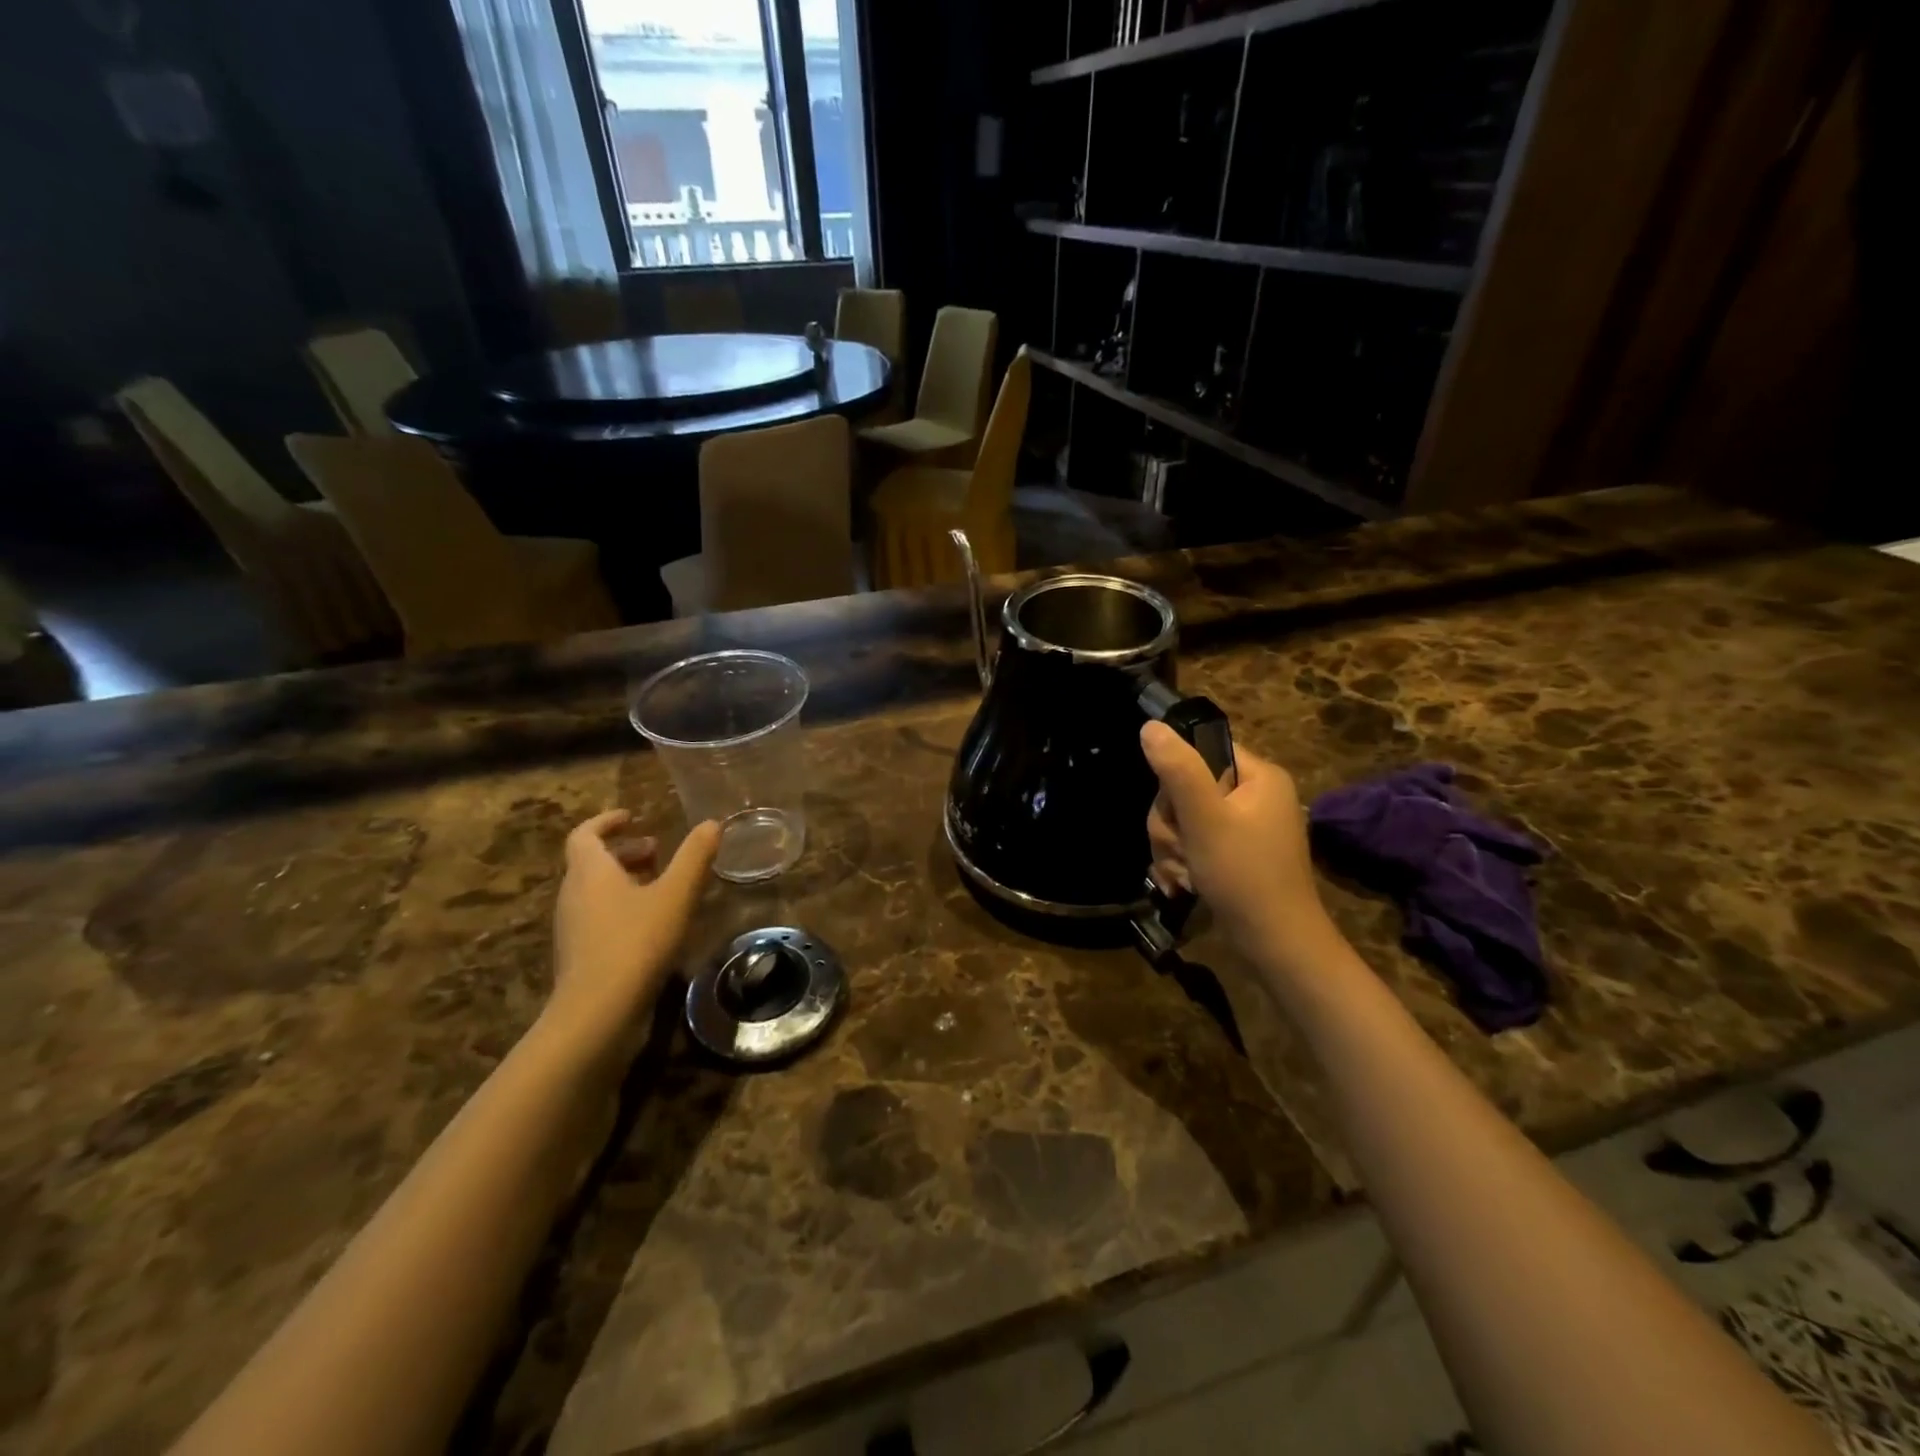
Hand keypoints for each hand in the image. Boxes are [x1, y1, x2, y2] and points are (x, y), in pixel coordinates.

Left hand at [545, 811, 720, 1051]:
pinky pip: (597, 917)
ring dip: (624, 880)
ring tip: (660, 886)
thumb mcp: (675, 895)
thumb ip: (695, 857)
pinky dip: (621, 907)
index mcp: (590, 872)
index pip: (585, 834)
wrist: (597, 1012)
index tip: (632, 816)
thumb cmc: (636, 942)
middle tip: (657, 851)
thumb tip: (712, 823)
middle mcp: (573, 894)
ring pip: (595, 891)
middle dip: (624, 852)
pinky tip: (651, 924)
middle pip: (591, 862)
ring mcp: (572, 928)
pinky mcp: (579, 956)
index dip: (607, 821)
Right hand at [1141, 722, 1333, 962]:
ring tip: (1183, 875)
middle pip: (1185, 788)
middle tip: (1181, 850)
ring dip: (1172, 848)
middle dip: (1171, 824)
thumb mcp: (1206, 819)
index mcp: (1258, 777)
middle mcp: (1253, 796)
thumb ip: (1178, 770)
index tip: (1178, 810)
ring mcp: (1243, 828)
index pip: (1202, 750)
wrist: (1276, 946)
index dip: (1177, 777)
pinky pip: (1192, 844)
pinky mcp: (1232, 855)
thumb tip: (1150, 726)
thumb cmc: (1245, 876)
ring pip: (1182, 820)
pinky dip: (1181, 864)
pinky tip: (1182, 886)